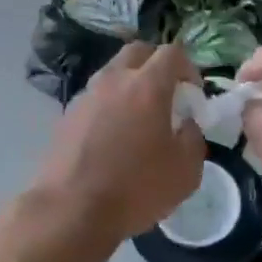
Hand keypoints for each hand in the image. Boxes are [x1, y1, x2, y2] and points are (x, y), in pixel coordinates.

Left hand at [30, 43, 204, 243]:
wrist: (71, 210)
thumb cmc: (136, 188)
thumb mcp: (186, 171)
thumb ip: (194, 139)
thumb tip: (187, 126)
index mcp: (147, 86)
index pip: (172, 53)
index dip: (189, 68)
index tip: (193, 94)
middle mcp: (114, 80)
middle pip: (138, 52)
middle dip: (157, 65)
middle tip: (167, 94)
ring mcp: (86, 96)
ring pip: (112, 73)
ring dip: (130, 84)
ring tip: (139, 117)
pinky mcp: (67, 115)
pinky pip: (95, 97)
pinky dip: (109, 105)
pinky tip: (113, 137)